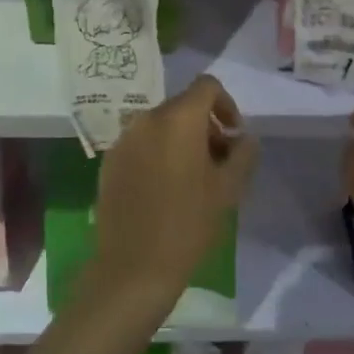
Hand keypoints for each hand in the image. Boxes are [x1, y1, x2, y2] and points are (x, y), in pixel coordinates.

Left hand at [84, 75, 258, 322]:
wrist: (133, 268)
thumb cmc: (188, 224)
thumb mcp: (228, 189)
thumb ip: (243, 154)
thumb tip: (244, 138)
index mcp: (178, 118)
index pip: (207, 86)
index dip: (227, 105)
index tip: (234, 136)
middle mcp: (147, 119)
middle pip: (183, 106)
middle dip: (205, 127)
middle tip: (219, 162)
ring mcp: (124, 139)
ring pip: (160, 126)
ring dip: (181, 141)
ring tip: (193, 179)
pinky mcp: (109, 161)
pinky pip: (141, 145)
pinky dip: (157, 154)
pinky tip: (164, 190)